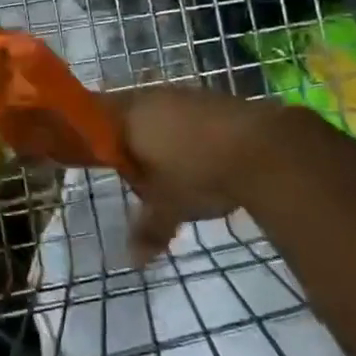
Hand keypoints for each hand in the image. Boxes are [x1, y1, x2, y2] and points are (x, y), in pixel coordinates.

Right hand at [110, 83, 271, 264]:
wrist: (262, 149)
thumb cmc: (196, 174)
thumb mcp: (168, 209)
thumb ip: (147, 230)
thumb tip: (132, 261)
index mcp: (126, 117)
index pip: (93, 121)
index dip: (93, 140)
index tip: (98, 161)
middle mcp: (149, 98)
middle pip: (127, 115)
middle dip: (130, 142)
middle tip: (136, 172)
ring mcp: (184, 94)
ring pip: (159, 113)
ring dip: (161, 136)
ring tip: (170, 168)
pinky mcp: (214, 98)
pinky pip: (188, 115)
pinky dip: (189, 133)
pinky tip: (201, 157)